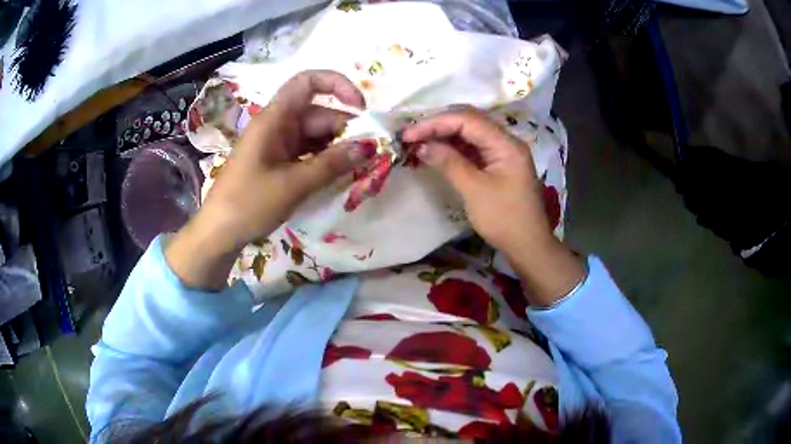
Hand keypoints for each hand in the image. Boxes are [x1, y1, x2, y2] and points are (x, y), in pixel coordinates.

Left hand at [166, 70, 369, 289]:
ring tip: (357, 168)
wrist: (219, 232)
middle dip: (345, 129)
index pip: (307, 82)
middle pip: (318, 113)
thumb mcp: (294, 184)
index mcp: (274, 118)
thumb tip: (370, 147)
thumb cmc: (249, 203)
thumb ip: (333, 164)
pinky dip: (324, 160)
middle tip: (368, 155)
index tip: (361, 108)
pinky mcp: (278, 161)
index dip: (337, 85)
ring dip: (337, 147)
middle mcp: (277, 124)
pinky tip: (338, 175)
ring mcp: (277, 143)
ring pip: (316, 134)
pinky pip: (308, 151)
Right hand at [402, 107, 585, 304]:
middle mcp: (506, 141)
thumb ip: (449, 162)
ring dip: (445, 134)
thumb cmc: (504, 219)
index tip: (409, 134)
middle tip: (412, 134)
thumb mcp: (474, 190)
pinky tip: (438, 151)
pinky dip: (455, 147)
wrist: (528, 246)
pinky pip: (474, 147)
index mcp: (506, 144)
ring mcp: (504, 152)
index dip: (435, 123)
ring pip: (471, 133)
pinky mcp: (499, 164)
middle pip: (470, 120)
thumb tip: (422, 145)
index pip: (467, 120)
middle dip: (439, 124)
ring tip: (419, 141)